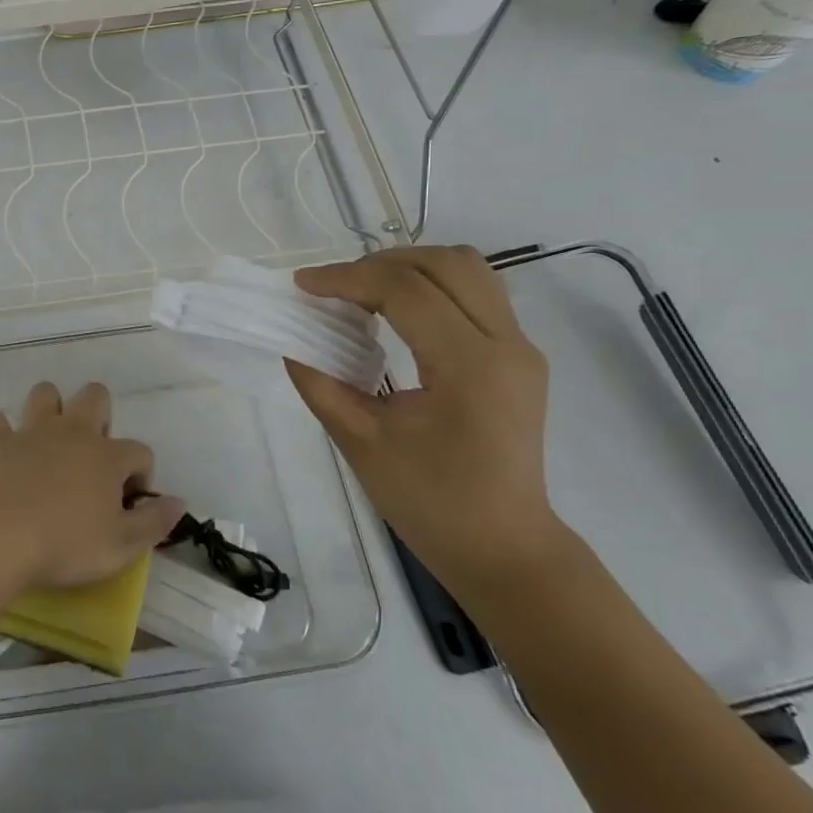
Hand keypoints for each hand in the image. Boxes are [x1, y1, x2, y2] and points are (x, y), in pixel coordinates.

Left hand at [0, 382, 186, 595]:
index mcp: (107, 456)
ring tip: (51, 441)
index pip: (140, 451)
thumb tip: (179, 502)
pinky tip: (5, 450)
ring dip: (50, 409)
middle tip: (93, 456)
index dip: (143, 474)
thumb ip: (155, 522)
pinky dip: (3, 431)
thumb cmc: (66, 543)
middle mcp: (73, 432)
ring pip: (45, 393)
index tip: (131, 503)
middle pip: (95, 396)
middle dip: (100, 415)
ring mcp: (32, 432)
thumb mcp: (122, 546)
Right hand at [287, 246, 567, 599]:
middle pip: (445, 263)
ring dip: (410, 267)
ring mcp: (521, 348)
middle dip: (379, 263)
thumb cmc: (430, 502)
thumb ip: (320, 382)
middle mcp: (506, 344)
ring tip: (363, 291)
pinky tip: (396, 313)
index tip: (302, 285)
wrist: (504, 549)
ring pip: (468, 269)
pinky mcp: (520, 357)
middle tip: (333, 287)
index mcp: (469, 367)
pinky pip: (476, 293)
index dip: (347, 278)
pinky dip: (431, 286)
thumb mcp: (360, 442)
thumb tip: (292, 338)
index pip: (405, 290)